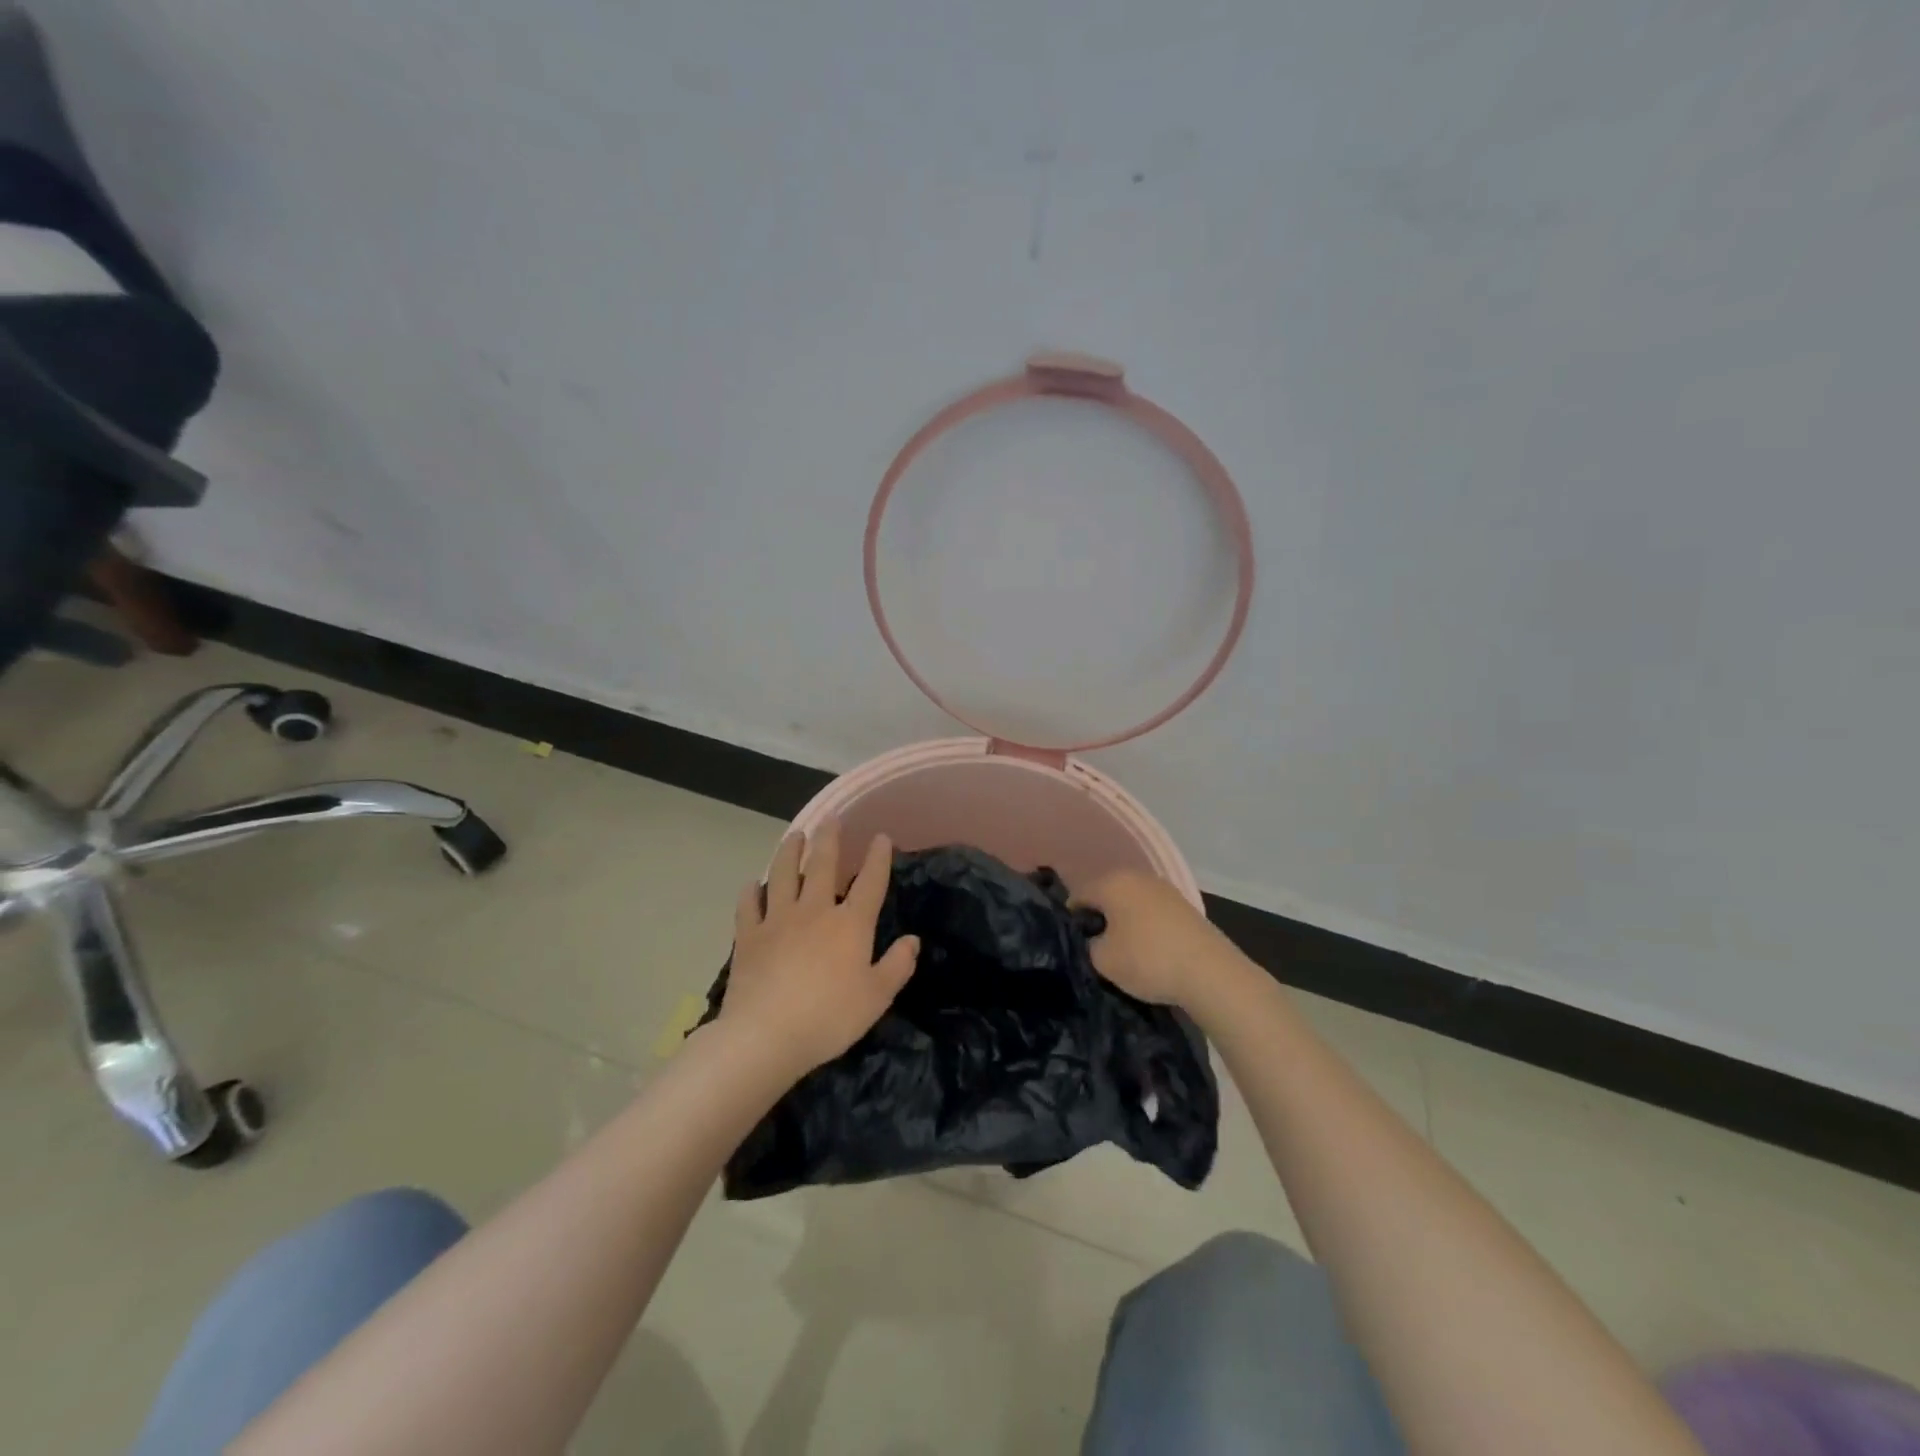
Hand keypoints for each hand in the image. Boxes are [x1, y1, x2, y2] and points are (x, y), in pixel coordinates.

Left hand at [720, 823, 918, 1077]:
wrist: (765, 1035)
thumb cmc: (829, 1018)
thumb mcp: (876, 997)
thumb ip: (897, 966)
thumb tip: (913, 940)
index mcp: (850, 924)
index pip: (870, 882)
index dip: (877, 857)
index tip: (881, 837)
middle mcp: (815, 911)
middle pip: (822, 865)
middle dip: (829, 839)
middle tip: (831, 819)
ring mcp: (778, 920)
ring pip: (783, 874)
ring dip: (790, 852)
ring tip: (794, 836)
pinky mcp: (749, 936)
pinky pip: (749, 906)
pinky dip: (751, 892)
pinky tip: (752, 884)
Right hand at [1073, 869, 1236, 1011]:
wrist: (1210, 973)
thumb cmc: (1148, 960)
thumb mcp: (1102, 960)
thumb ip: (1087, 944)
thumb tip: (1092, 939)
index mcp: (1112, 882)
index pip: (1078, 896)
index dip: (1071, 921)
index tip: (1074, 945)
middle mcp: (1137, 876)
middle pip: (1106, 896)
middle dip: (1098, 919)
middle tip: (1096, 950)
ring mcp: (1164, 889)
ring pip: (1130, 903)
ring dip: (1123, 923)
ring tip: (1124, 953)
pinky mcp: (1184, 906)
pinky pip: (1152, 913)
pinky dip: (1145, 927)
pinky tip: (1150, 951)